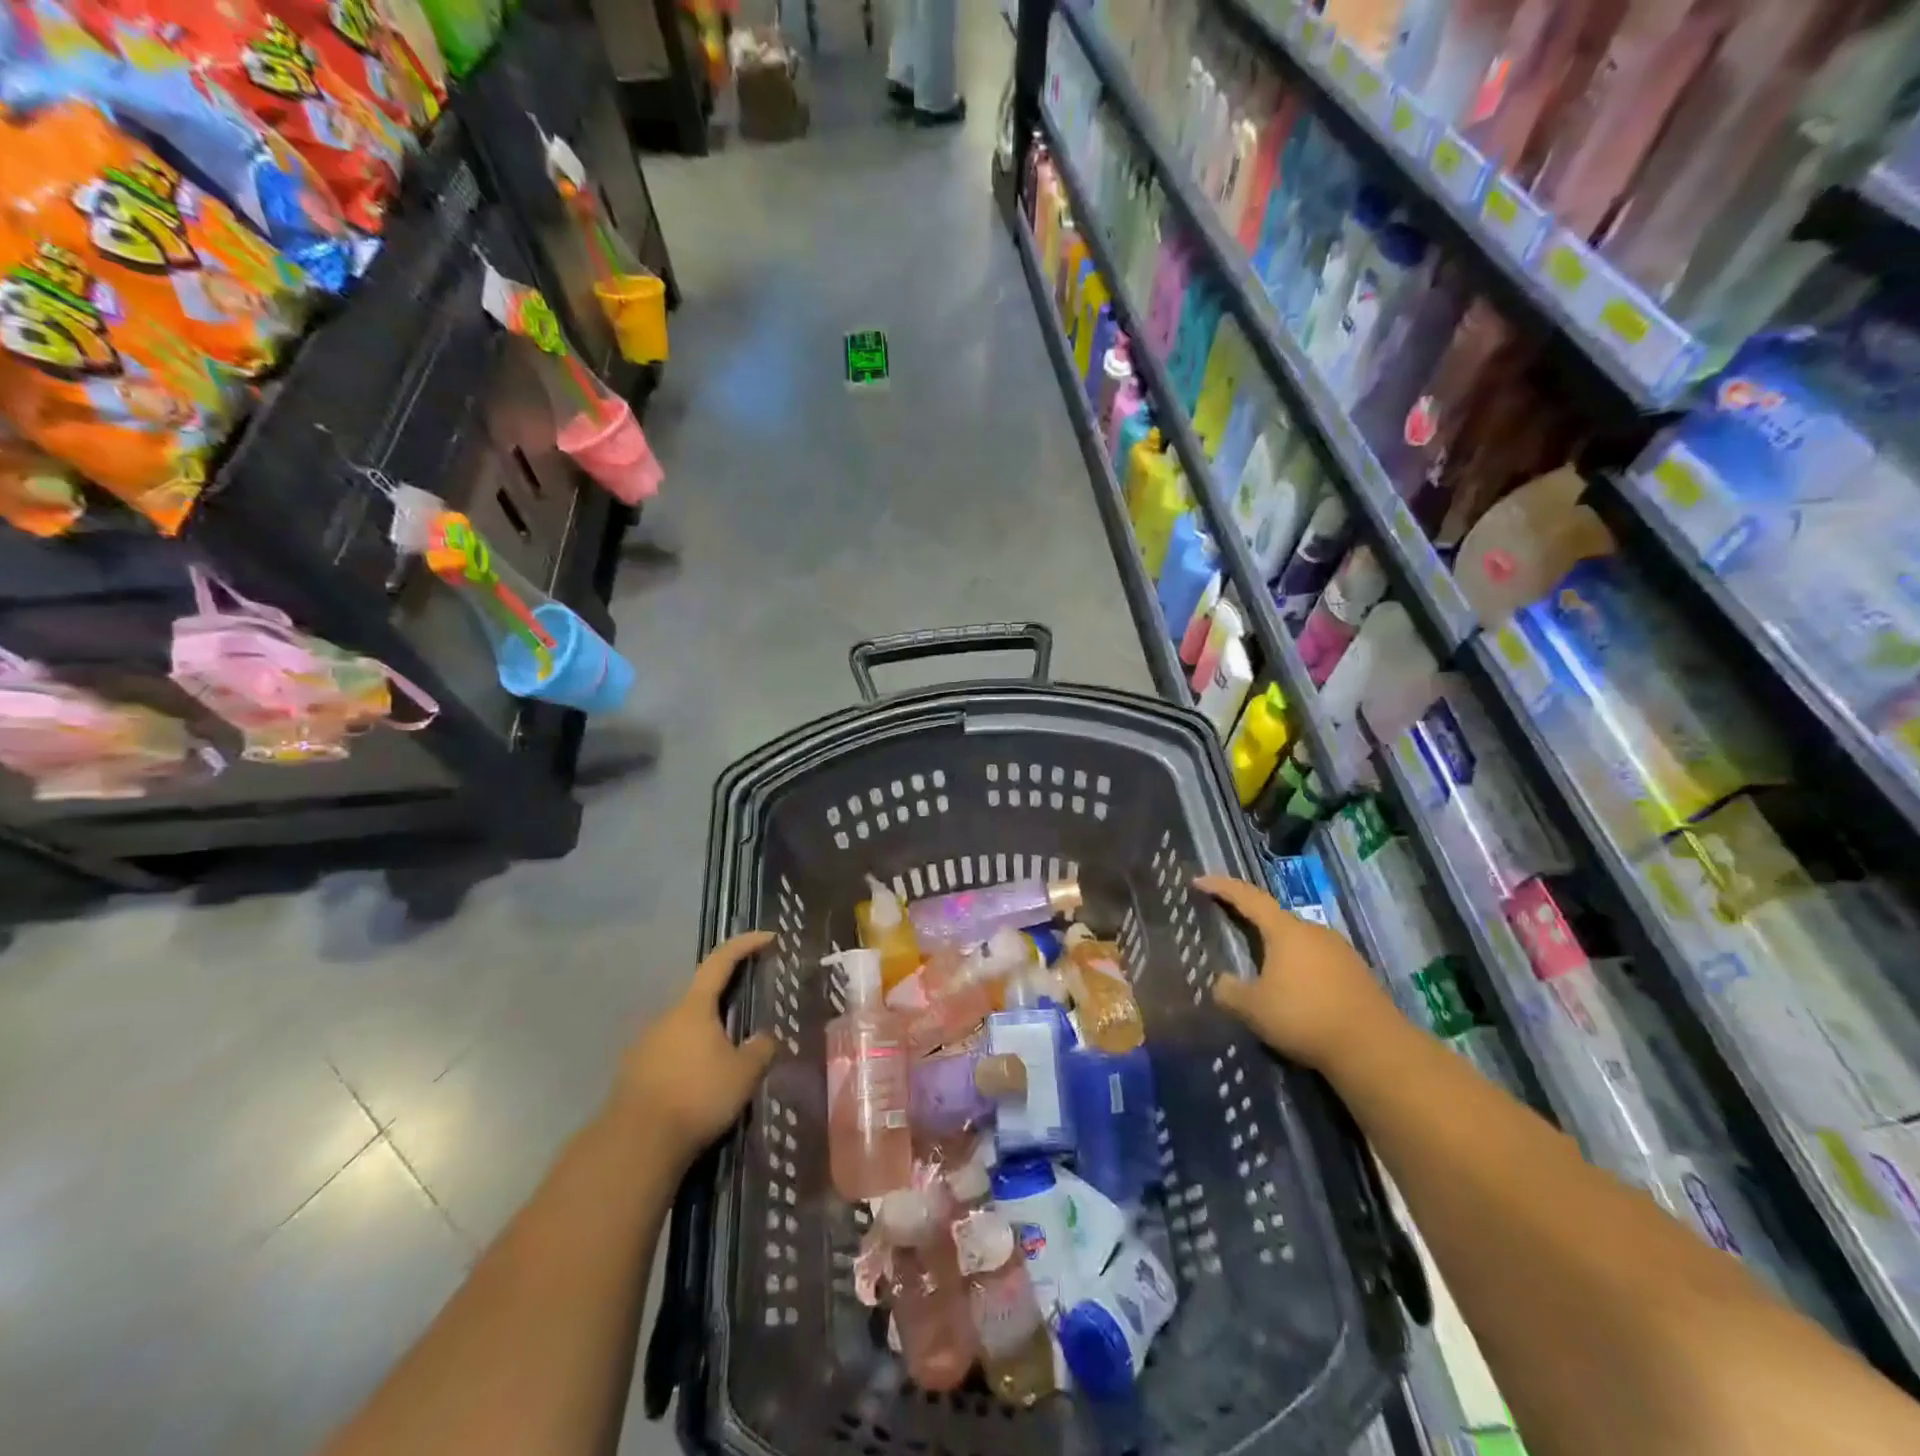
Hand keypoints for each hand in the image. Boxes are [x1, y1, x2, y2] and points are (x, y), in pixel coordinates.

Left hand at [615, 931, 779, 1166]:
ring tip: (727, 1060)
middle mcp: (666, 1017)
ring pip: (684, 1029)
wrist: (635, 1145)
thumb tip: (765, 1038)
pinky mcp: (633, 1074)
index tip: (769, 937)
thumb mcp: (744, 1074)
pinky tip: (700, 1085)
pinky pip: (669, 1056)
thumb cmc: (697, 1096)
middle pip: (701, 997)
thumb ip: (761, 1049)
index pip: (721, 961)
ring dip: (706, 1036)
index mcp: (694, 1007)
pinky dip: (689, 1061)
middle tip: (750, 1012)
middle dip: (726, 1000)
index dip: (745, 945)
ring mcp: (644, 1045)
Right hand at [1197, 875, 1397, 1071]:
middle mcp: (1313, 931)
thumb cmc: (1305, 1017)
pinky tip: (1293, 990)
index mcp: (1285, 930)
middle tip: (1228, 924)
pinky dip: (1298, 967)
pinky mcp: (1356, 974)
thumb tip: (1222, 981)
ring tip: (1260, 965)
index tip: (1199, 881)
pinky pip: (1317, 960)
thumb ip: (1229, 991)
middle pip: (1275, 917)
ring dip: (1276, 948)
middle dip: (1250, 919)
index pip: (1247, 897)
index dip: (1221, 887)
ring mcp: (1340, 951)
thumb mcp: (1253, 1008)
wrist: (1375, 1049)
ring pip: (1298, 940)